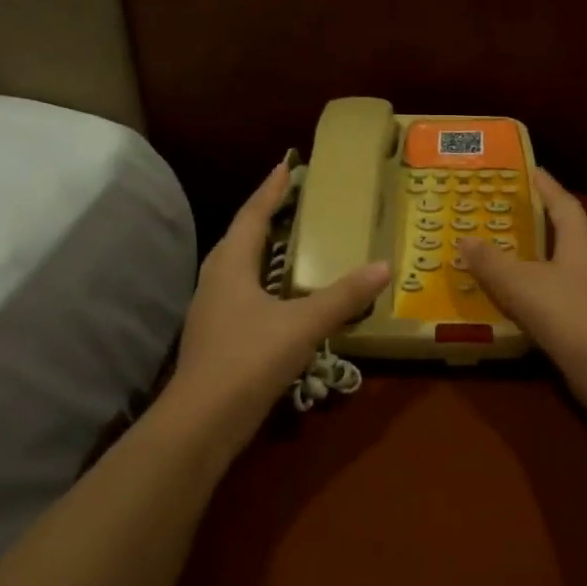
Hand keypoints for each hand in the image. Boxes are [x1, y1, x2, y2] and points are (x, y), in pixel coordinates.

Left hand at [168, 163, 390, 443]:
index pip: (252, 216)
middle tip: (289, 202)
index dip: (270, 190)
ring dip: (258, 250)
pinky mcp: (215, 337)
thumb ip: (343, 296)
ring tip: (285, 243)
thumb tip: (383, 266)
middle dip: (262, 216)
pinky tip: (277, 298)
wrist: (203, 420)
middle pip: (238, 238)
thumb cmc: (249, 359)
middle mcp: (215, 282)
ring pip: (235, 268)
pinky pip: (239, 294)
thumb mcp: (303, 325)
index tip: (287, 165)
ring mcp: (211, 312)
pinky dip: (260, 283)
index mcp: (231, 267)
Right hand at [459, 169, 586, 393]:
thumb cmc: (566, 313)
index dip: (546, 186)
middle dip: (542, 221)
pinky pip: (568, 292)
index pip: (563, 202)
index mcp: (582, 240)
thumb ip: (491, 261)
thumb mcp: (520, 284)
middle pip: (569, 231)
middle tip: (511, 214)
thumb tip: (465, 239)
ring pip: (568, 264)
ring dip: (543, 258)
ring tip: (511, 256)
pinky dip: (546, 289)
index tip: (530, 171)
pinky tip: (526, 301)